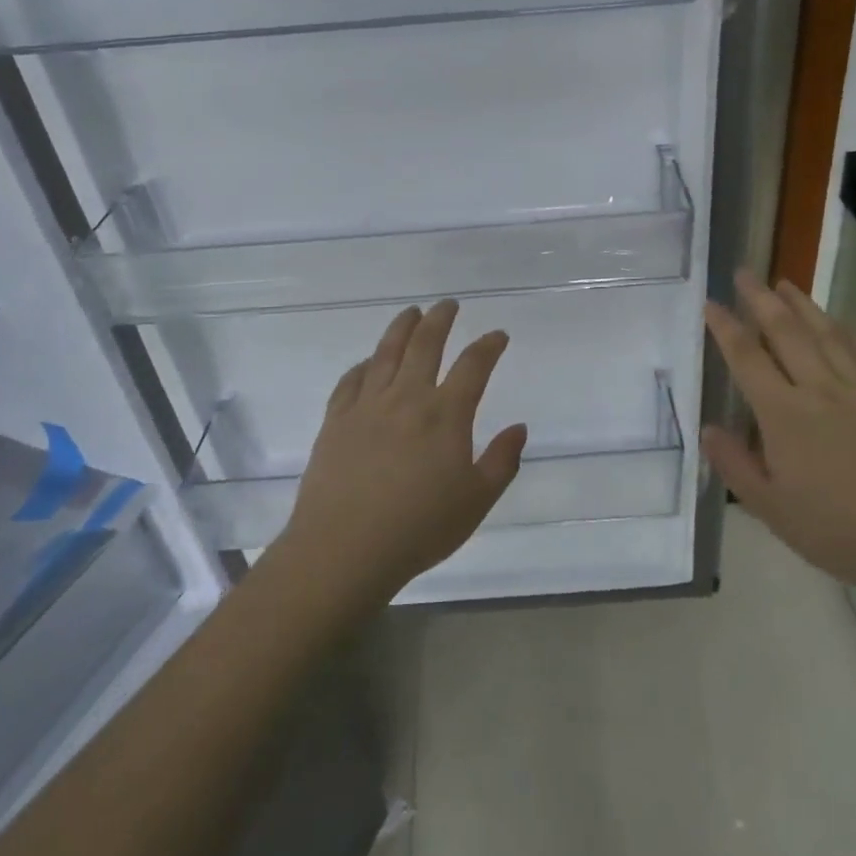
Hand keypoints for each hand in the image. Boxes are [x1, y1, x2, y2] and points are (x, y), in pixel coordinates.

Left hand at [275, 300, 526, 610]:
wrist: (344, 550)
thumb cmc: (419, 529)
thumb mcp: (476, 501)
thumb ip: (502, 461)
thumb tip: (519, 428)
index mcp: (445, 414)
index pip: (473, 365)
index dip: (489, 345)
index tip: (498, 335)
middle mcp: (407, 398)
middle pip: (425, 344)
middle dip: (441, 319)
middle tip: (448, 305)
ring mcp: (367, 405)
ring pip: (387, 352)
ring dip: (402, 327)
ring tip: (411, 312)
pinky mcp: (336, 420)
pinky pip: (352, 380)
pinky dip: (365, 364)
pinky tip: (369, 362)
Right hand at [702, 270, 855, 608]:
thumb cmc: (839, 531)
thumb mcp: (771, 509)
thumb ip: (735, 465)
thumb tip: (708, 429)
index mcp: (785, 415)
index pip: (747, 359)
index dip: (726, 328)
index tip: (710, 303)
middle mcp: (820, 390)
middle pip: (786, 333)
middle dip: (762, 299)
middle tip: (745, 272)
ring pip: (827, 335)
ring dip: (803, 305)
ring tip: (786, 283)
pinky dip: (850, 333)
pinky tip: (842, 324)